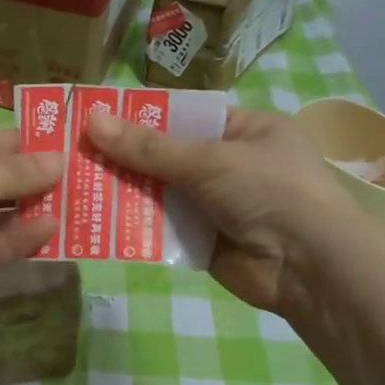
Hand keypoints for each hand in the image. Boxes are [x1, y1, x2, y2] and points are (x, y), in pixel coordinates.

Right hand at [86, 107, 359, 317]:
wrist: (308, 266)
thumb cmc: (269, 191)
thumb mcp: (208, 160)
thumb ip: (149, 147)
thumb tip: (92, 121)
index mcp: (247, 130)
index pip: (186, 118)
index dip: (144, 119)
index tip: (98, 120)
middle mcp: (232, 165)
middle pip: (168, 157)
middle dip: (127, 159)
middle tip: (75, 154)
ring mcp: (218, 206)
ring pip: (162, 194)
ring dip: (127, 193)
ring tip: (76, 185)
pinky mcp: (205, 243)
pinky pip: (164, 229)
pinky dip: (138, 226)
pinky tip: (98, 221)